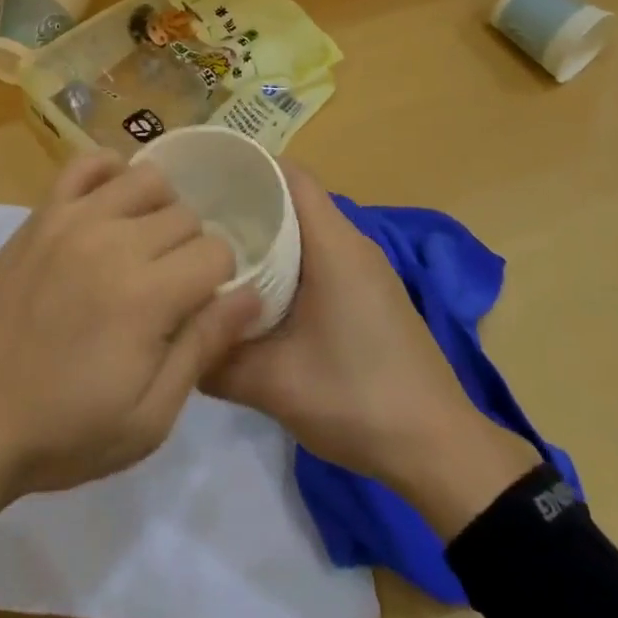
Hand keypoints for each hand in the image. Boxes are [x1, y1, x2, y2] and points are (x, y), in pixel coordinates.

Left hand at [0, 152, 257, 543]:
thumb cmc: (62, 431)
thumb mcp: (148, 418)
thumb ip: (203, 347)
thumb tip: (253, 294)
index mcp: (145, 295)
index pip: (215, 252)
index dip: (219, 282)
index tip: (199, 309)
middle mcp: (113, 241)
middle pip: (185, 215)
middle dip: (191, 250)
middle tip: (169, 290)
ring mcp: (72, 219)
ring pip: (147, 178)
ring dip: (159, 209)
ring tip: (143, 247)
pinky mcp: (40, 214)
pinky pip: (86, 162)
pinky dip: (110, 173)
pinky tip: (110, 207)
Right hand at [204, 164, 540, 537]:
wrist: (440, 450)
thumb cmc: (358, 399)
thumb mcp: (275, 384)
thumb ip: (217, 360)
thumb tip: (177, 340)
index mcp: (335, 245)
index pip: (290, 176)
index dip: (247, 167)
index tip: (203, 175)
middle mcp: (353, 244)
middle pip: (295, 198)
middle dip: (246, 200)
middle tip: (197, 216)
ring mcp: (366, 269)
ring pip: (307, 229)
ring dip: (267, 232)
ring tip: (217, 248)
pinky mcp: (370, 294)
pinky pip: (320, 255)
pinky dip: (287, 258)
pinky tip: (258, 288)